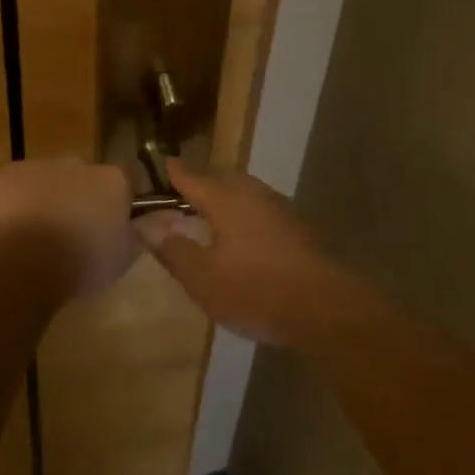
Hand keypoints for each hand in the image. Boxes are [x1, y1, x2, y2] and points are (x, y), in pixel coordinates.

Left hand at [0, 158, 135, 297]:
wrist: (23, 261)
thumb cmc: (82, 261)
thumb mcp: (125, 255)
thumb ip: (149, 231)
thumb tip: (175, 216)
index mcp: (112, 180)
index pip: (127, 179)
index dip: (121, 199)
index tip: (113, 223)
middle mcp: (79, 163)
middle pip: (86, 176)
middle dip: (82, 195)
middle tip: (74, 229)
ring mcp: (41, 164)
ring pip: (50, 177)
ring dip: (50, 195)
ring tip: (40, 233)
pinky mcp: (8, 173)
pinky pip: (18, 183)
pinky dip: (18, 198)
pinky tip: (13, 226)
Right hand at [135, 164, 350, 344]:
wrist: (326, 308)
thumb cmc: (255, 289)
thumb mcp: (202, 278)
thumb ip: (173, 250)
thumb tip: (148, 226)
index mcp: (224, 197)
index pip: (189, 176)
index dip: (171, 172)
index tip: (159, 166)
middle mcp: (251, 192)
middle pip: (219, 179)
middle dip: (199, 186)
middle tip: (181, 200)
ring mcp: (279, 207)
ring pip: (243, 194)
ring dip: (225, 202)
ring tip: (210, 221)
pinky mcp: (298, 227)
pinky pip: (261, 211)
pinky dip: (246, 218)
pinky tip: (243, 240)